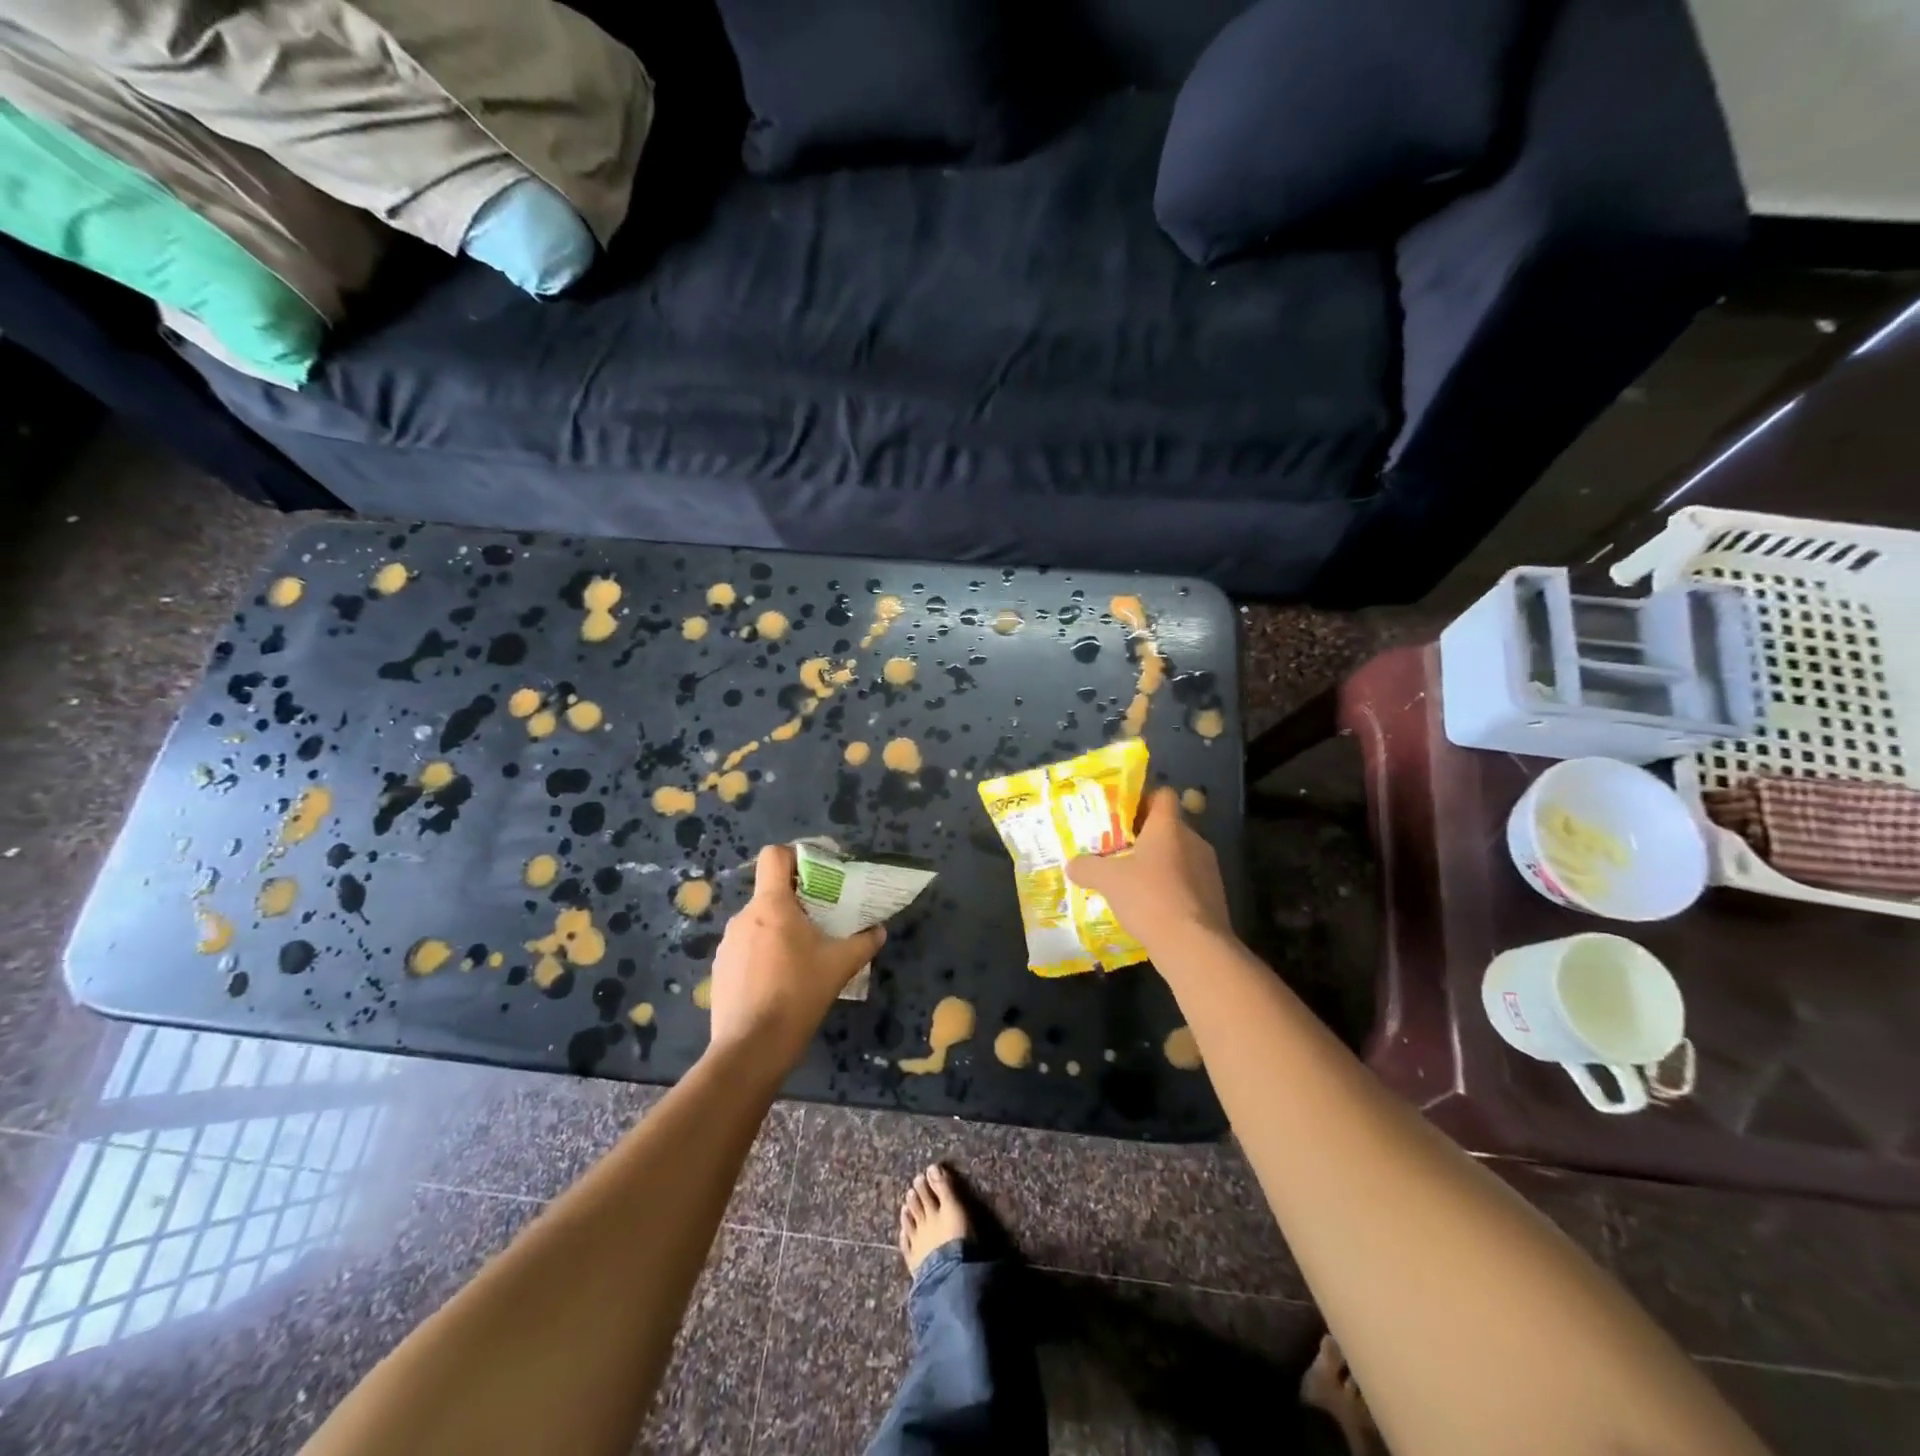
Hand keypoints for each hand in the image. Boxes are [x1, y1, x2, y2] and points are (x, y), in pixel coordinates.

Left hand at [708, 844, 883, 1067]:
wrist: (752, 1048)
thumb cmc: (798, 994)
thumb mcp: (840, 966)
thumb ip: (863, 943)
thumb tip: (879, 931)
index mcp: (772, 905)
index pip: (774, 856)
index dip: (795, 856)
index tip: (818, 874)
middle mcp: (744, 916)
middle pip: (770, 892)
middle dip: (796, 900)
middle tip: (822, 920)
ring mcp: (728, 944)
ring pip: (758, 921)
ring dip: (780, 928)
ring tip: (802, 954)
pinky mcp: (720, 969)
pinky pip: (746, 947)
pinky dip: (764, 952)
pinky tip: (780, 980)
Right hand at [1067, 787, 1231, 962]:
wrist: (1193, 945)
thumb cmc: (1149, 897)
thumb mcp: (1108, 880)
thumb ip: (1087, 868)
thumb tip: (1072, 865)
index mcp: (1169, 826)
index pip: (1164, 796)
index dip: (1144, 800)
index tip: (1123, 816)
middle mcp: (1193, 840)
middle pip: (1169, 827)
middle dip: (1145, 836)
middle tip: (1118, 850)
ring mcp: (1208, 869)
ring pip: (1179, 855)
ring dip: (1159, 864)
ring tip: (1132, 881)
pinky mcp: (1214, 896)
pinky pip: (1188, 882)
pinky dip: (1170, 888)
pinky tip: (1150, 906)